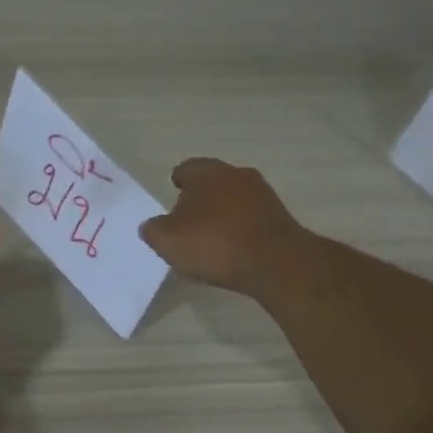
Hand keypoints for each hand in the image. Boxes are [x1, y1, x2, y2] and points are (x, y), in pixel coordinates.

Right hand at [139, 158, 312, 298]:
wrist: (275, 263)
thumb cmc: (214, 244)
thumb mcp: (167, 240)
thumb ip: (153, 229)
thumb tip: (153, 226)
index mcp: (207, 173)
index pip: (187, 169)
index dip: (178, 182)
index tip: (174, 194)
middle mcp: (237, 175)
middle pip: (213, 182)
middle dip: (201, 198)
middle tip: (188, 221)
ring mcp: (263, 195)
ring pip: (234, 199)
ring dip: (223, 213)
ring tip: (211, 238)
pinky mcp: (280, 217)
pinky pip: (251, 218)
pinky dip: (241, 228)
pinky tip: (234, 249)